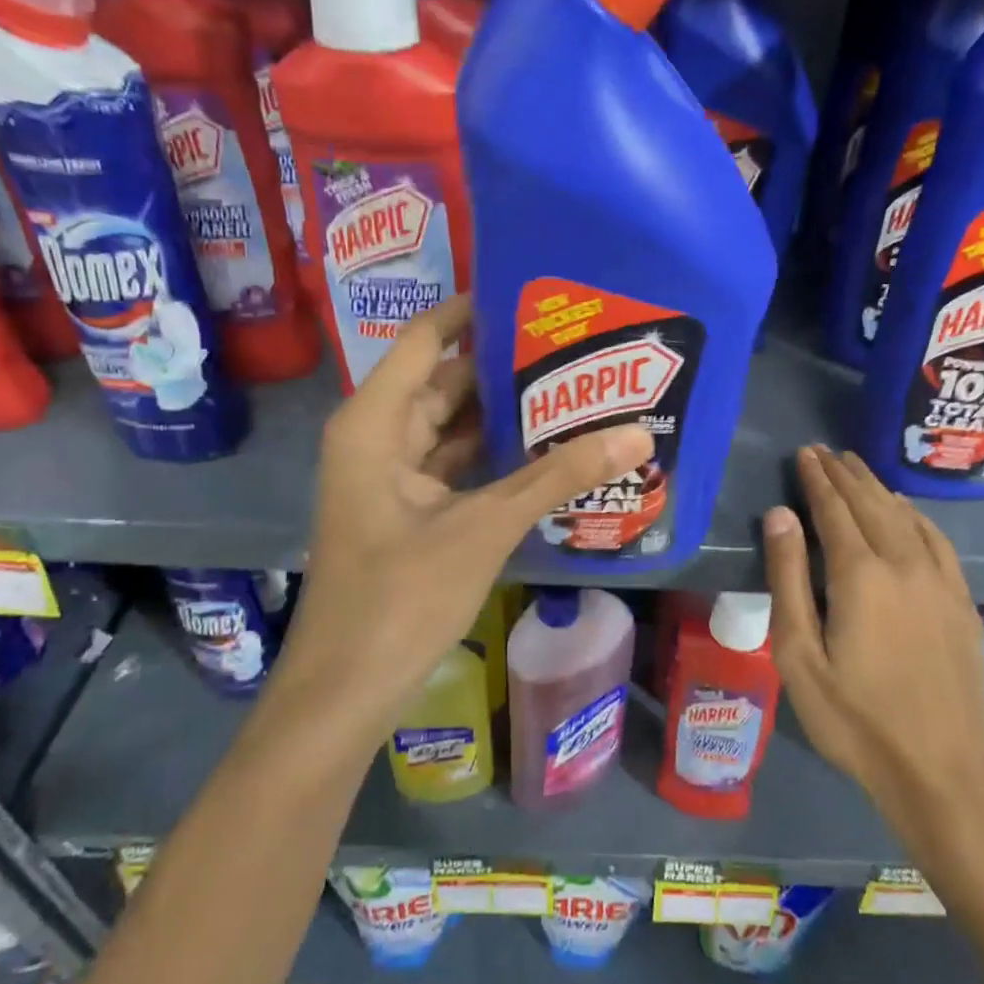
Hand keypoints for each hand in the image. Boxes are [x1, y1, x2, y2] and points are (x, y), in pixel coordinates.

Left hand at [274, 295, 653, 749]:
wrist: (347, 690)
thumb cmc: (400, 598)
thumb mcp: (485, 527)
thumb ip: (558, 477)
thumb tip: (636, 434)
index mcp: (375, 422)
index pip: (428, 339)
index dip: (476, 311)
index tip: (535, 293)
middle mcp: (378, 437)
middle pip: (446, 381)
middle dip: (505, 366)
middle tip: (574, 345)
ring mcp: (391, 477)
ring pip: (452, 427)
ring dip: (503, 414)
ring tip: (572, 389)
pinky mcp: (409, 511)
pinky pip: (455, 466)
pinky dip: (494, 457)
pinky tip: (546, 450)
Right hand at [762, 446, 983, 852]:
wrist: (942, 769)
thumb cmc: (854, 717)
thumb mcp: (799, 654)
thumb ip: (789, 579)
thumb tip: (780, 515)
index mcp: (860, 575)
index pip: (834, 509)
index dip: (817, 479)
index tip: (805, 453)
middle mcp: (904, 563)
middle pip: (871, 504)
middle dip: (845, 474)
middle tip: (825, 451)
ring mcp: (940, 581)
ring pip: (905, 516)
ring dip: (878, 488)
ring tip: (857, 467)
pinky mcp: (961, 601)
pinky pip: (937, 540)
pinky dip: (916, 515)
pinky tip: (906, 510)